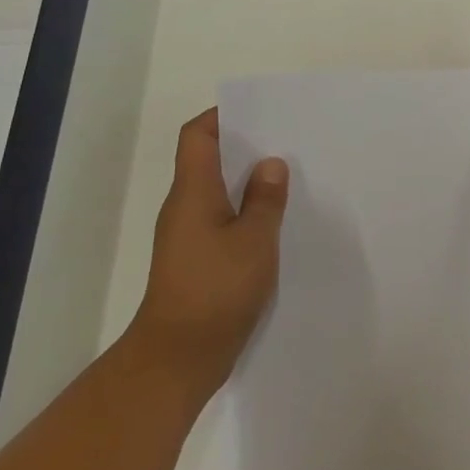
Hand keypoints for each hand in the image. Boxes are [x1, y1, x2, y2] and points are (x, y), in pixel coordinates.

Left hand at [133, 108, 289, 392]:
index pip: (197, 136)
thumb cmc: (216, 290)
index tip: (260, 113)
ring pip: (218, 194)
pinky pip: (222, 222)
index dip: (222, 116)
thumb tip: (270, 164)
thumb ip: (265, 200)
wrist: (179, 356)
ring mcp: (188, 236)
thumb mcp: (254, 241)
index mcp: (192, 192)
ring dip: (248, 184)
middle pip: (208, 161)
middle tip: (288, 144)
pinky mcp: (197, 261)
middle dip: (245, 148)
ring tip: (290, 180)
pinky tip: (277, 225)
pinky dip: (246, 214)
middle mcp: (184, 208)